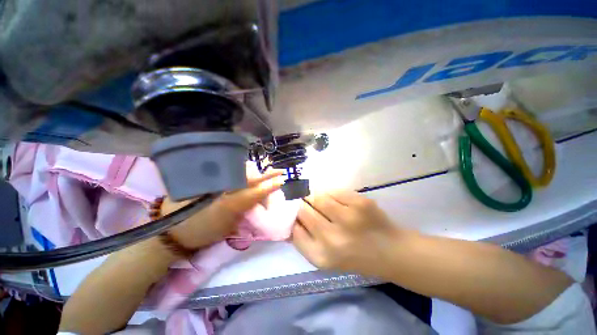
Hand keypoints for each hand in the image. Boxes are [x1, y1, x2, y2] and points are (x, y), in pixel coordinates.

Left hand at [164, 171, 282, 249]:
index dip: (270, 185)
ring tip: (265, 171)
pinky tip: (247, 171)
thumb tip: (257, 200)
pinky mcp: (206, 178)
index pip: (256, 192)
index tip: (282, 180)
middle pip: (250, 177)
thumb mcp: (227, 226)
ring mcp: (214, 181)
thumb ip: (244, 211)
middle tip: (279, 171)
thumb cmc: (202, 233)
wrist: (170, 231)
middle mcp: (223, 188)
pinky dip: (241, 170)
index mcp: (229, 204)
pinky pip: (228, 170)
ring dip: (255, 171)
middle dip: (267, 174)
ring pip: (240, 171)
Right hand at [292, 190, 405, 277]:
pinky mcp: (360, 203)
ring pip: (318, 197)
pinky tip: (335, 200)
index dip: (293, 218)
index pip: (294, 229)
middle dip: (302, 204)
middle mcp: (332, 238)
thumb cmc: (354, 256)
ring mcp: (348, 218)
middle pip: (303, 210)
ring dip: (314, 196)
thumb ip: (304, 240)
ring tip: (319, 198)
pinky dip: (331, 193)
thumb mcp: (325, 258)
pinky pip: (334, 191)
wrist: (390, 251)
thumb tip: (291, 218)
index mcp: (321, 256)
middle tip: (304, 201)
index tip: (294, 212)